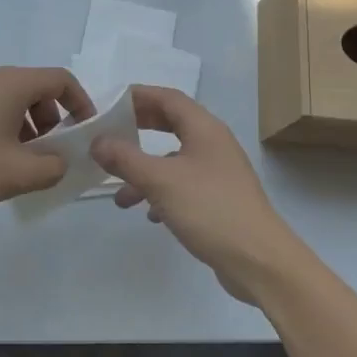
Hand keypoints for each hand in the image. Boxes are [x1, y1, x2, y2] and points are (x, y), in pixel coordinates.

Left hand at [0, 67, 94, 213]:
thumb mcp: (18, 174)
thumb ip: (54, 167)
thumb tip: (62, 161)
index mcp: (12, 84)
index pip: (61, 81)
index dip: (82, 105)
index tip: (87, 136)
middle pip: (40, 90)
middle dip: (56, 122)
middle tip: (56, 156)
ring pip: (16, 103)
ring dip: (32, 130)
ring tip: (27, 166)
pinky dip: (9, 132)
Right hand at [90, 86, 299, 303]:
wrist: (259, 260)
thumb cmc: (210, 209)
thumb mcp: (160, 181)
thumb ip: (125, 159)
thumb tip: (97, 141)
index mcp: (205, 129)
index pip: (168, 98)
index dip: (139, 96)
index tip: (109, 104)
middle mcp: (214, 145)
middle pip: (172, 125)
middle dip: (140, 128)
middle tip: (110, 134)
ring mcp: (219, 174)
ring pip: (174, 161)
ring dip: (145, 170)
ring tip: (119, 194)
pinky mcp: (219, 201)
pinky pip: (183, 186)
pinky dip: (161, 194)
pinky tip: (149, 215)